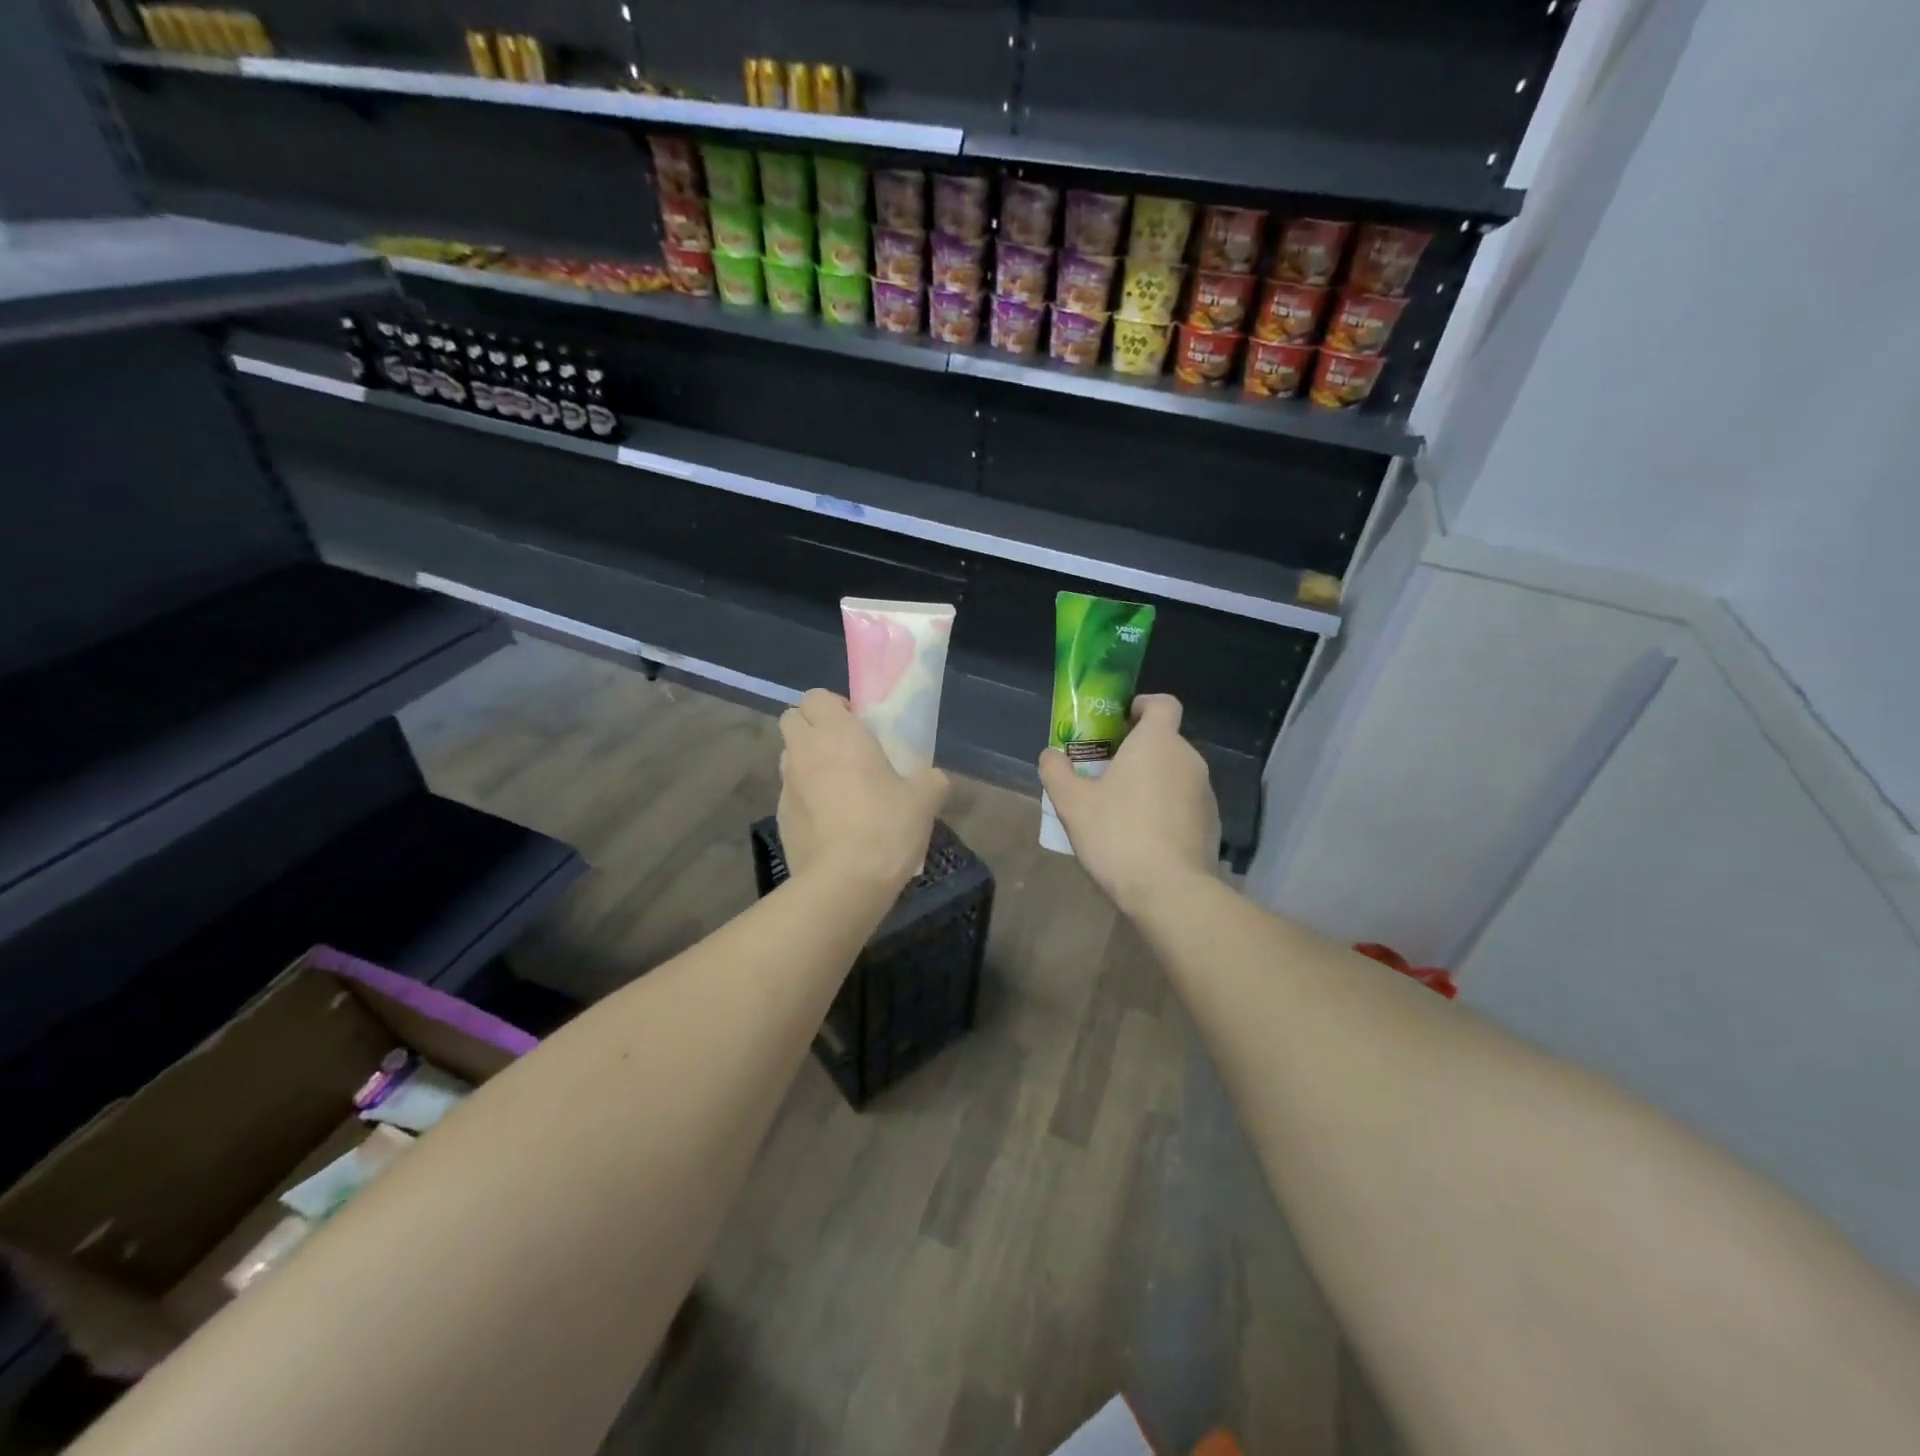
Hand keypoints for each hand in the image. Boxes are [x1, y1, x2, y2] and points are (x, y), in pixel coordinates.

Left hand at [778, 689, 947, 889]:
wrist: (844, 882)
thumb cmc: (885, 827)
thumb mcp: (924, 800)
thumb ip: (931, 780)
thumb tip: (934, 778)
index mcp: (838, 734)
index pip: (815, 696)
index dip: (835, 706)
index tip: (859, 726)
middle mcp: (805, 751)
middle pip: (793, 719)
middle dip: (813, 726)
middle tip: (845, 749)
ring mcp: (787, 785)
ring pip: (789, 756)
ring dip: (808, 760)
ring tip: (838, 786)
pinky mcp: (780, 817)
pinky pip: (791, 793)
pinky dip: (806, 796)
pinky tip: (831, 821)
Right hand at [1038, 694, 1218, 917]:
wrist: (1169, 890)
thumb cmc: (1117, 834)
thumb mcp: (1072, 803)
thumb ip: (1056, 771)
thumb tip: (1051, 755)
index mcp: (1158, 742)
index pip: (1163, 704)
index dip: (1143, 705)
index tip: (1120, 721)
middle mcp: (1188, 759)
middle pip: (1164, 741)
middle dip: (1137, 751)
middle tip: (1105, 773)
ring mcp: (1205, 793)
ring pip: (1174, 774)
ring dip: (1151, 782)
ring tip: (1121, 810)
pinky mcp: (1211, 824)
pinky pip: (1183, 803)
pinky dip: (1165, 809)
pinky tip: (1142, 838)